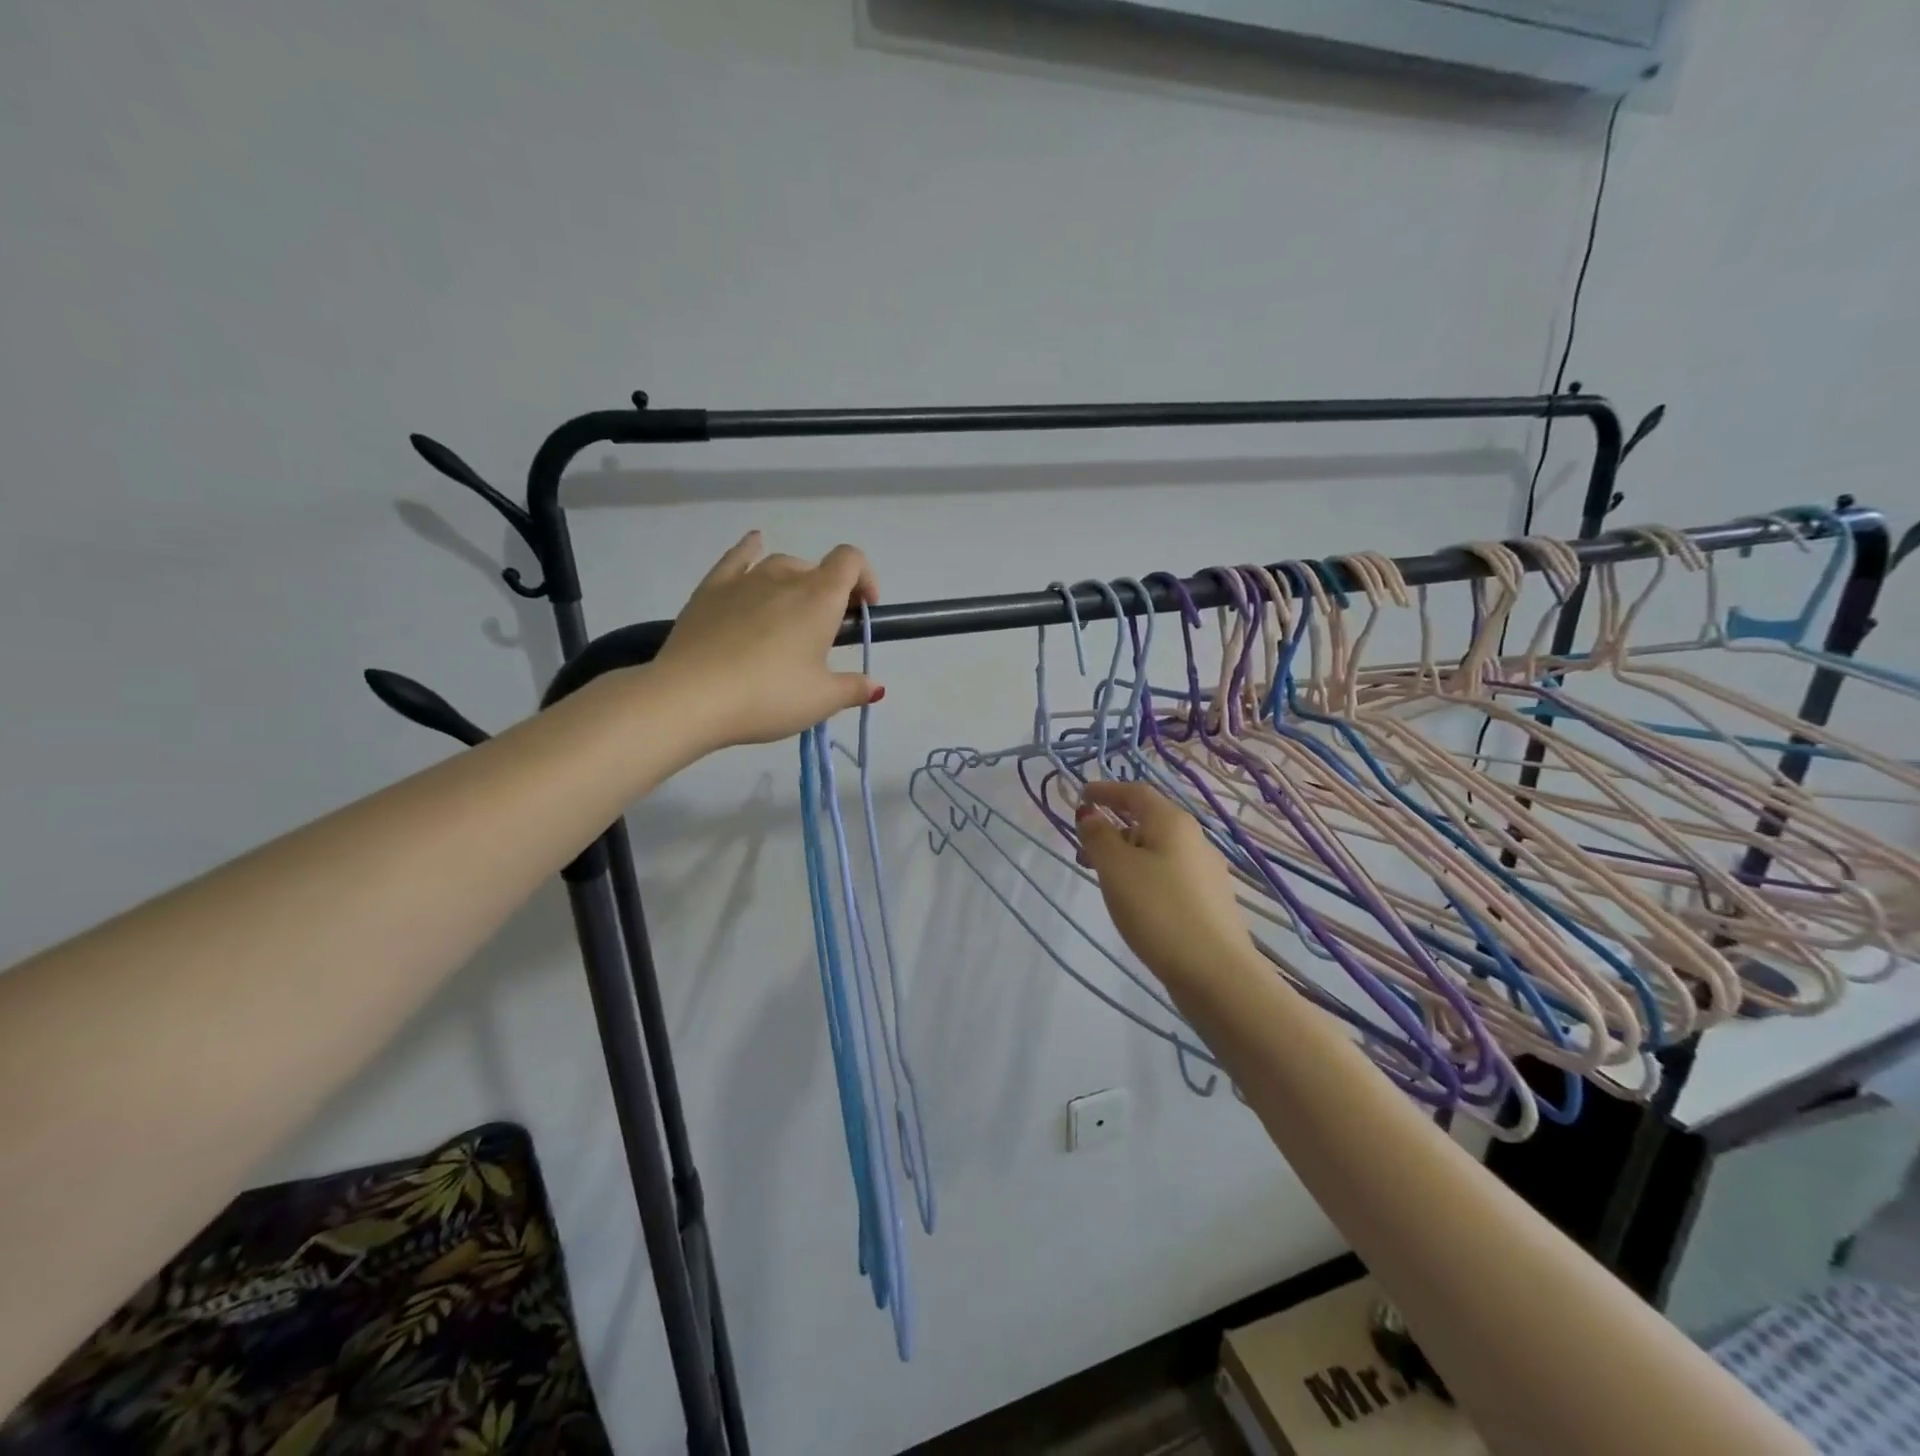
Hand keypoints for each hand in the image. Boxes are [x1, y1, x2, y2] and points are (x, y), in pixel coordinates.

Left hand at [654, 532, 881, 746]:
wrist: (691, 697)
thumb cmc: (768, 696)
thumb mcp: (820, 701)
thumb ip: (854, 689)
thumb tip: (876, 687)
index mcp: (818, 599)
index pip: (851, 561)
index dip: (865, 579)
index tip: (863, 612)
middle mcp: (784, 578)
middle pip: (817, 569)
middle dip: (830, 592)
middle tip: (825, 633)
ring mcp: (744, 580)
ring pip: (780, 565)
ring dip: (796, 581)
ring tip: (791, 614)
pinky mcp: (710, 590)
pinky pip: (737, 558)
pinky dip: (750, 548)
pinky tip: (754, 544)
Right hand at [1075, 780, 1253, 984]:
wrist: (1215, 972)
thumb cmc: (1158, 910)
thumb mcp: (1116, 868)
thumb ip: (1099, 836)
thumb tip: (1091, 814)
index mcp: (1172, 822)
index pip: (1136, 792)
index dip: (1106, 790)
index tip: (1080, 795)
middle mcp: (1194, 838)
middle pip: (1148, 819)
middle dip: (1113, 826)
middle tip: (1083, 846)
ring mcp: (1206, 871)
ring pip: (1158, 848)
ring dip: (1126, 852)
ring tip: (1102, 877)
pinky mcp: (1209, 900)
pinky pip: (1168, 872)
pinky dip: (1144, 873)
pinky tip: (1133, 899)